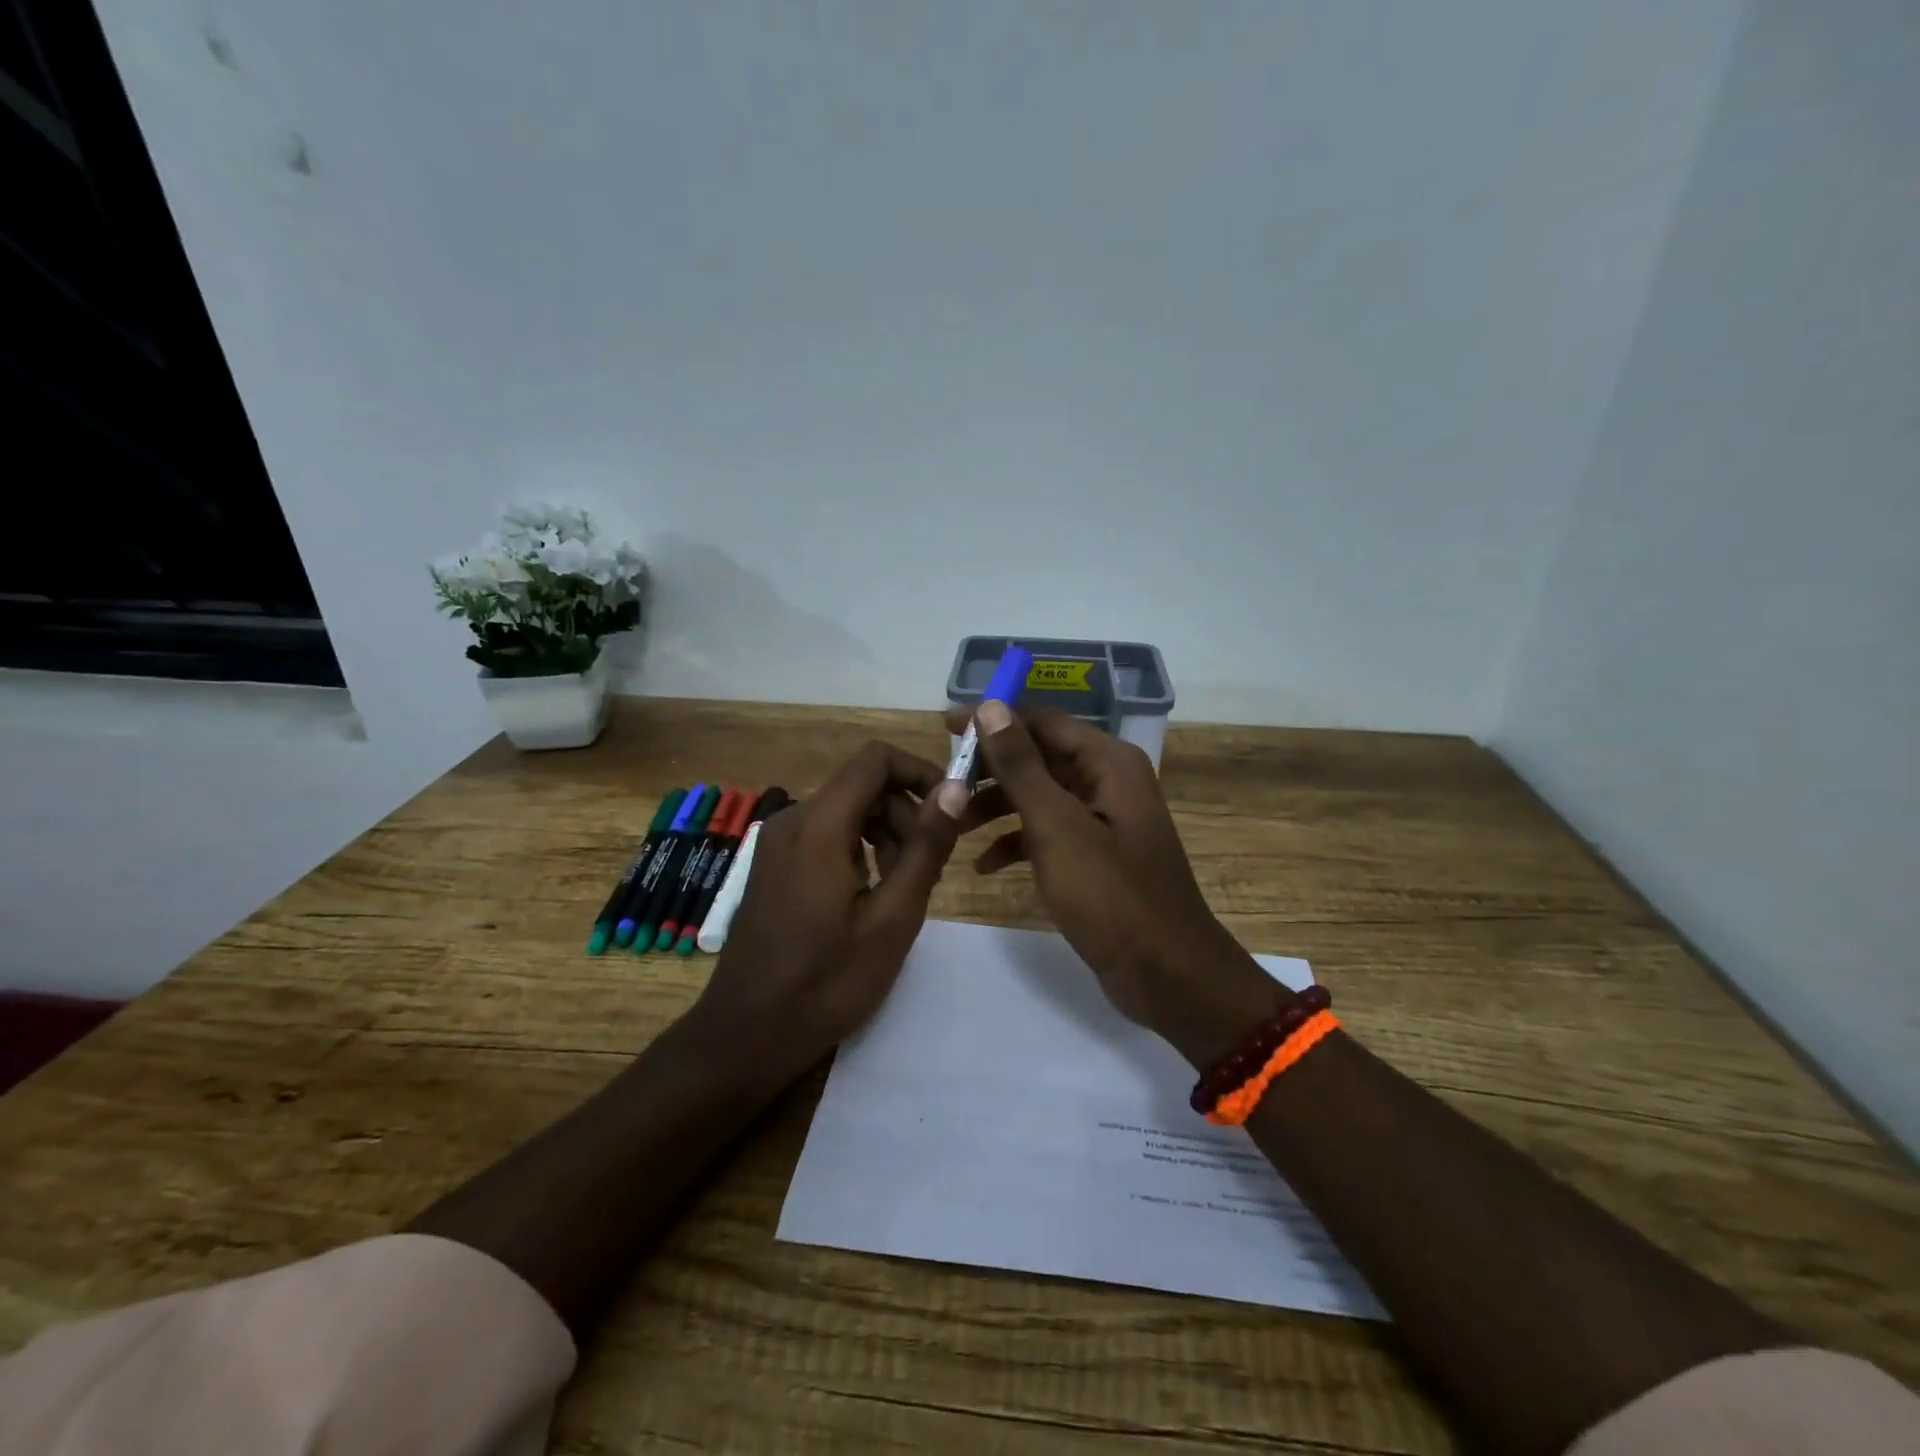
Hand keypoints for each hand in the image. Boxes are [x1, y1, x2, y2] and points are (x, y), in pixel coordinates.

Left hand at [688, 740, 966, 1086]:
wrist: (746, 1036)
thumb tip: (955, 787)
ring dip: (884, 836)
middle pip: (863, 786)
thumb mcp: (893, 917)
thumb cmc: (826, 983)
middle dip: (905, 815)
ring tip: (901, 891)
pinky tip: (868, 898)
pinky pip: (825, 835)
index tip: (949, 810)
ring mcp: (777, 842)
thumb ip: (925, 847)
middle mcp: (792, 819)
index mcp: (818, 825)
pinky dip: (857, 850)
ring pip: (846, 811)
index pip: (875, 760)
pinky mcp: (773, 864)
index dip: (920, 771)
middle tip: (929, 871)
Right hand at [951, 704, 1287, 1067]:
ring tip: (953, 824)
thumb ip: (1022, 766)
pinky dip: (1017, 842)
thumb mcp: (1057, 826)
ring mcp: (1104, 820)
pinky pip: (1049, 833)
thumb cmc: (1110, 895)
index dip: (992, 721)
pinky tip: (982, 865)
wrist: (1167, 975)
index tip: (943, 729)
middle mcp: (1109, 781)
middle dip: (990, 769)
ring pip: (1040, 796)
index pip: (1041, 721)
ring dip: (997, 807)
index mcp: (1108, 762)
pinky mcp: (1096, 855)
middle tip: (942, 783)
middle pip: (1039, 757)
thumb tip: (991, 707)